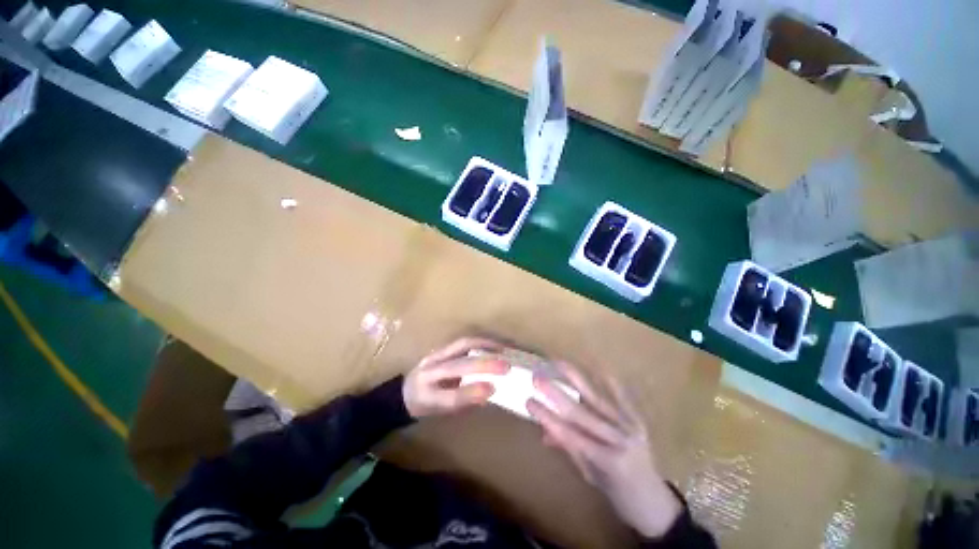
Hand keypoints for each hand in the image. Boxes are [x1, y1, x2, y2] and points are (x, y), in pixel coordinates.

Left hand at [403, 337, 509, 418]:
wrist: (403, 391)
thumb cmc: (425, 406)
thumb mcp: (441, 412)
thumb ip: (463, 403)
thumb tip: (488, 392)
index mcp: (427, 396)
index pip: (450, 396)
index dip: (472, 392)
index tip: (493, 388)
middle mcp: (429, 372)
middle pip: (457, 365)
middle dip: (484, 364)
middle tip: (506, 367)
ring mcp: (434, 356)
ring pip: (461, 345)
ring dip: (484, 346)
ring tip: (503, 350)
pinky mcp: (440, 348)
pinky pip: (462, 342)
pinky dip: (480, 342)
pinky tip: (492, 345)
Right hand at [527, 362, 681, 538]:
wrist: (656, 504)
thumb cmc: (619, 496)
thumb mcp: (590, 477)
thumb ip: (570, 449)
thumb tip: (545, 431)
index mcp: (606, 460)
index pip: (570, 433)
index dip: (547, 416)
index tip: (529, 401)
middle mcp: (619, 439)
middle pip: (581, 412)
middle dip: (556, 393)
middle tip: (537, 378)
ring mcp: (631, 426)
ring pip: (598, 398)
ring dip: (575, 378)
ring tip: (558, 362)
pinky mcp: (638, 419)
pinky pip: (622, 397)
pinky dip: (609, 382)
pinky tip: (598, 367)